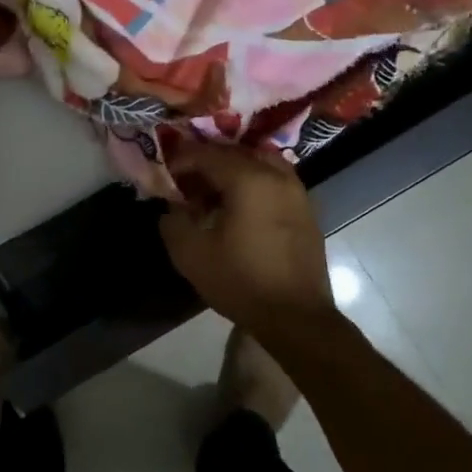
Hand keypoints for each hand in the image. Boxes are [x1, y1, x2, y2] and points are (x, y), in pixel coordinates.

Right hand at [159, 141, 335, 335]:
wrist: (296, 318)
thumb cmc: (241, 281)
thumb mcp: (190, 254)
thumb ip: (173, 221)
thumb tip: (173, 207)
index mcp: (249, 179)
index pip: (207, 154)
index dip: (182, 159)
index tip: (165, 174)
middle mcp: (277, 176)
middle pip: (236, 153)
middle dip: (207, 163)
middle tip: (186, 182)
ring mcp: (297, 192)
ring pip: (259, 165)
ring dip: (232, 172)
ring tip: (212, 195)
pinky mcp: (306, 212)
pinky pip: (274, 183)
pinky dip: (252, 185)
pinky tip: (237, 211)